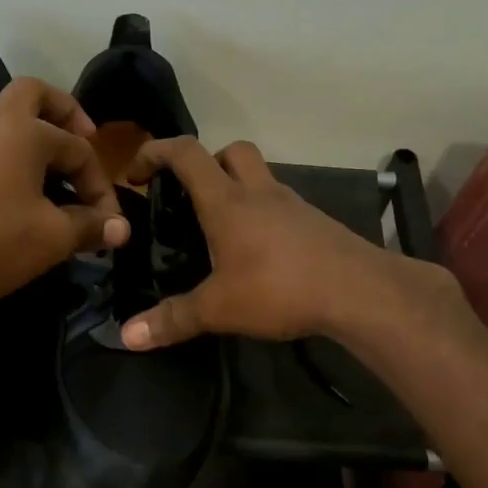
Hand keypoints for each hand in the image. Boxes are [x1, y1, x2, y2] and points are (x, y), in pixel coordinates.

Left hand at [0, 77, 130, 308]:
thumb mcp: (53, 237)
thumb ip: (90, 226)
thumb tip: (121, 228)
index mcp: (25, 131)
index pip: (78, 152)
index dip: (100, 187)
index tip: (109, 224)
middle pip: (30, 95)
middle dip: (60, 110)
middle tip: (80, 137)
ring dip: (16, 128)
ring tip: (34, 157)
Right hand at [117, 137, 454, 349]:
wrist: (360, 292)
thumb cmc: (280, 288)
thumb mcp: (219, 308)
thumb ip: (173, 319)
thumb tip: (127, 336)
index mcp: (228, 201)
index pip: (186, 153)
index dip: (156, 152)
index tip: (136, 173)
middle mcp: (260, 192)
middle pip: (231, 151)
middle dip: (204, 162)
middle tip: (189, 195)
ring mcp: (292, 205)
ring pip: (259, 177)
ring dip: (237, 189)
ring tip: (221, 231)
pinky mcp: (315, 223)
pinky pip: (280, 206)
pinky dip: (262, 215)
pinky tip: (259, 253)